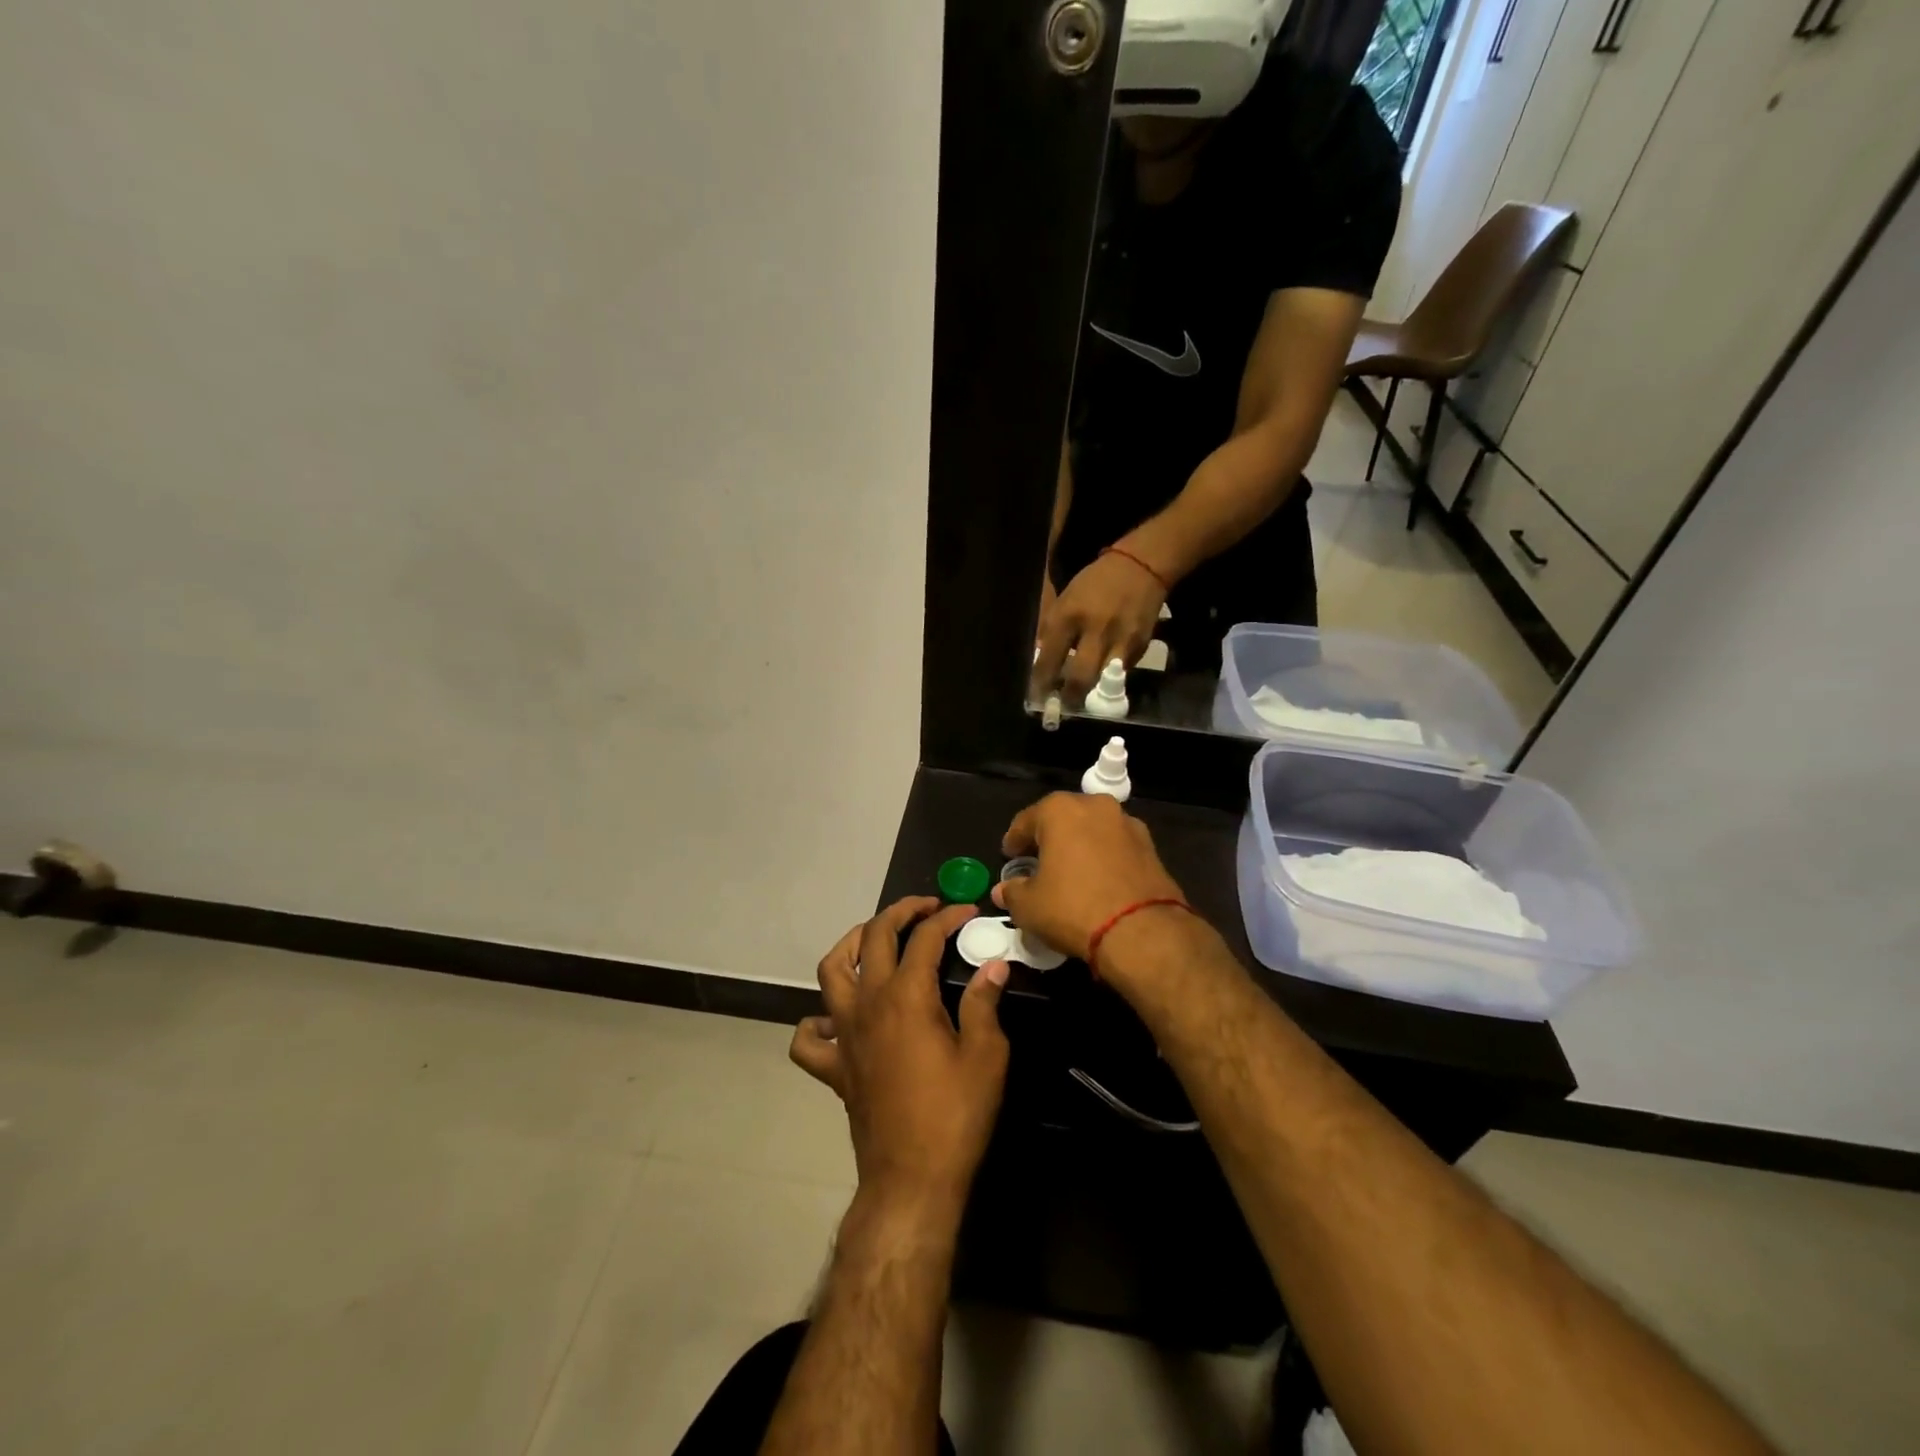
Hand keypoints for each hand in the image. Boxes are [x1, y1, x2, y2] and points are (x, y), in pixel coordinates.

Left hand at [790, 898, 1009, 1213]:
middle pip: (873, 937)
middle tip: (925, 909)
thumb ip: (984, 1003)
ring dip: (851, 944)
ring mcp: (845, 1034)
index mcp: (907, 996)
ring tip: (873, 938)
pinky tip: (836, 1019)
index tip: (968, 912)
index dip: (947, 918)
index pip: (924, 938)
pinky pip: (810, 1037)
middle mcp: (868, 1004)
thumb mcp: (986, 1055)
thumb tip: (994, 965)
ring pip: (832, 971)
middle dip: (900, 912)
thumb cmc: (955, 1115)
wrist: (911, 1180)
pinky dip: (817, 1021)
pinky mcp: (834, 1066)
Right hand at [994, 793, 1193, 972]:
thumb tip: (1004, 890)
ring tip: (1070, 872)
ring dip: (1079, 845)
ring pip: (1092, 830)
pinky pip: (1116, 846)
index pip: (1026, 820)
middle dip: (1049, 838)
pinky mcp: (1150, 846)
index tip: (1009, 857)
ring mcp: (1127, 823)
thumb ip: (1012, 892)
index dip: (1014, 841)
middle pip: (1062, 818)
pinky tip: (1098, 881)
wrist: (1142, 931)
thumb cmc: (1073, 908)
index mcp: (1060, 810)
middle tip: (1037, 862)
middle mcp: (1095, 806)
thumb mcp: (1029, 907)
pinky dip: (1104, 857)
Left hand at [1031, 551, 1166, 703]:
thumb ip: (1051, 630)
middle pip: (1080, 679)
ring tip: (1081, 699)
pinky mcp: (1140, 647)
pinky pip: (1121, 673)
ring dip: (1090, 694)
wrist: (1141, 567)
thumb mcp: (1065, 599)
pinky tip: (1102, 677)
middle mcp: (1095, 630)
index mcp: (1068, 615)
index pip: (1050, 660)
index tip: (1037, 699)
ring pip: (1103, 682)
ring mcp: (1120, 640)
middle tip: (1062, 708)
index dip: (1042, 684)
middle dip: (1069, 699)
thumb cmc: (1095, 583)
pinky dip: (1109, 678)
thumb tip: (1040, 660)